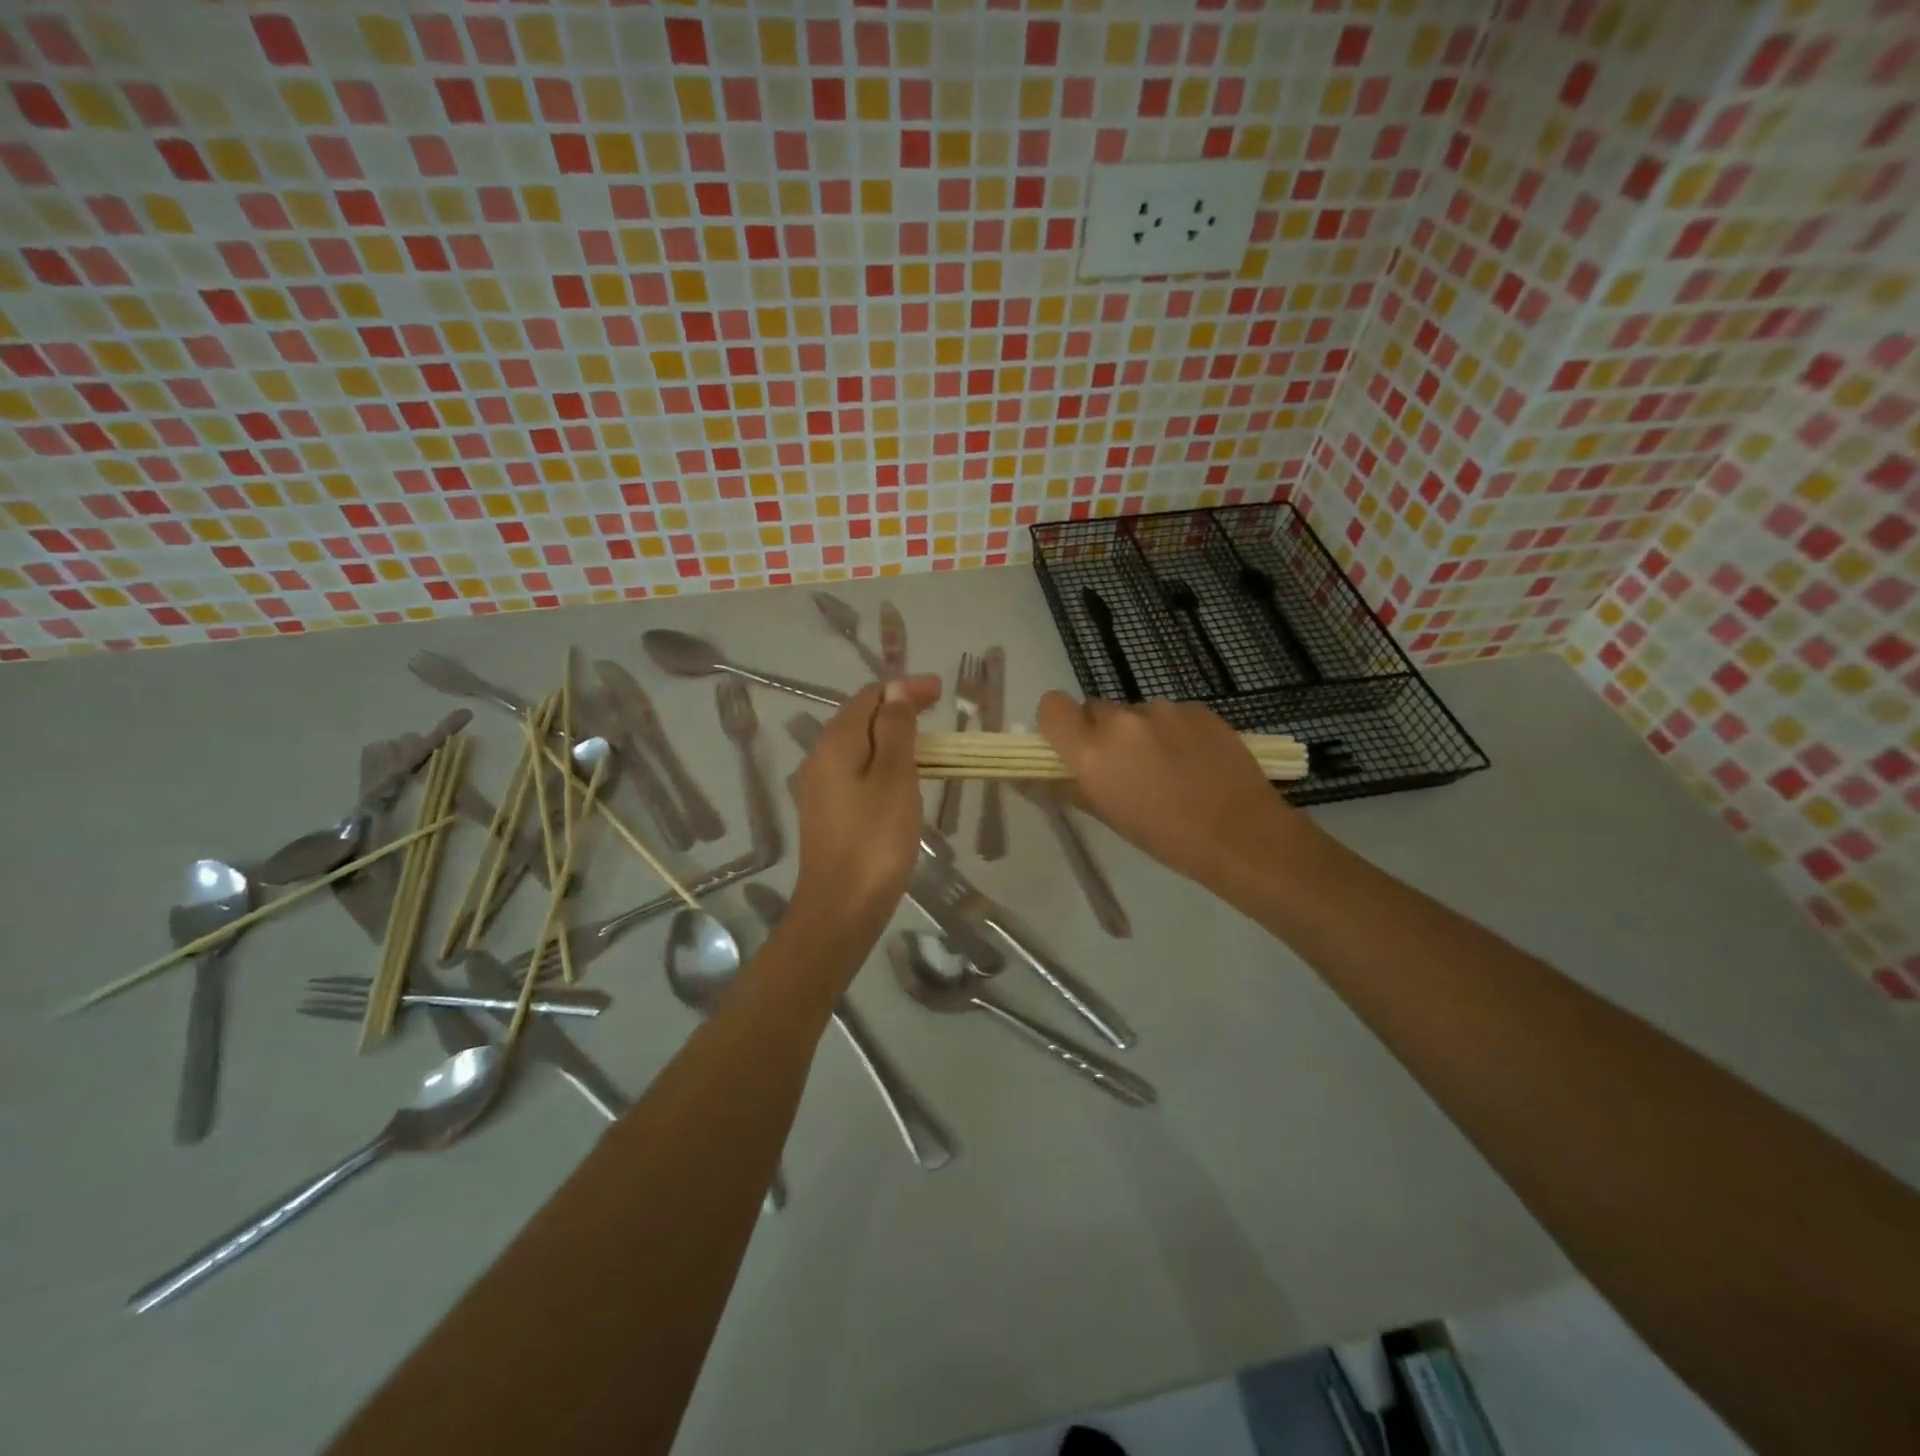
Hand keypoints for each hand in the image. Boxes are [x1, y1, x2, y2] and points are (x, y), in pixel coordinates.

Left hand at [790, 675, 941, 941]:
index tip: (941, 691)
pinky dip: (879, 762)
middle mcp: (818, 759)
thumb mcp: (894, 778)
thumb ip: (895, 729)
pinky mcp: (825, 814)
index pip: (869, 697)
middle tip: (936, 709)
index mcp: (835, 744)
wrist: (841, 909)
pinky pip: (854, 772)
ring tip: (924, 741)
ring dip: (889, 735)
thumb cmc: (875, 840)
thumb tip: (896, 690)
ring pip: (856, 746)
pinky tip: (898, 777)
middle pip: (859, 718)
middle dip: (896, 708)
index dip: (904, 688)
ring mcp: (818, 788)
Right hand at [1037, 693, 1313, 889]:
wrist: (1241, 834)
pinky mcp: (1198, 708)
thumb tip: (1034, 776)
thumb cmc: (1165, 837)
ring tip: (1168, 768)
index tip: (1069, 744)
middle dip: (1101, 732)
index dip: (1057, 722)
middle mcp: (1122, 721)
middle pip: (1095, 709)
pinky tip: (1194, 761)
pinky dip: (1173, 731)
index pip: (1052, 706)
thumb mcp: (1107, 816)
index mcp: (1091, 751)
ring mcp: (1163, 710)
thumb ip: (1068, 787)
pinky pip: (1170, 714)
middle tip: (1123, 765)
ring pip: (1135, 713)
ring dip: (1140, 732)